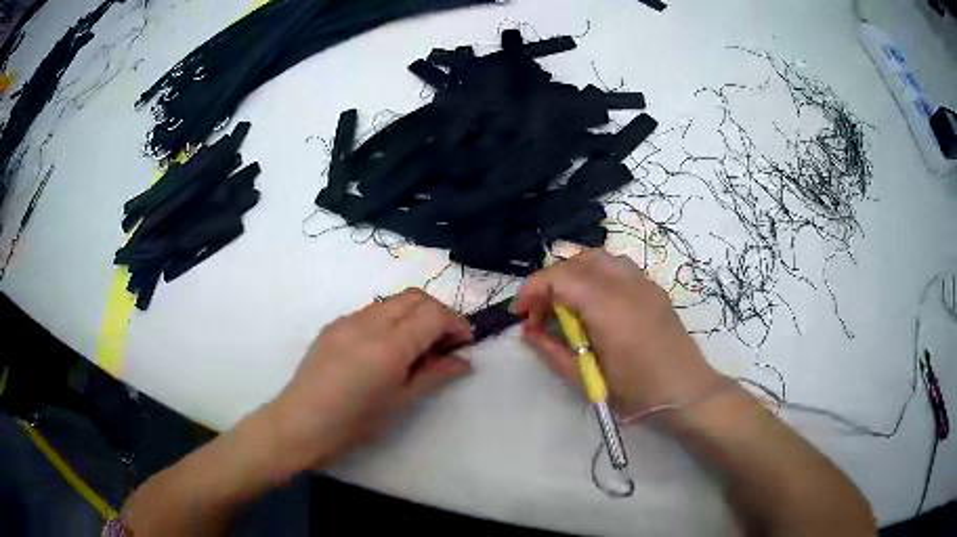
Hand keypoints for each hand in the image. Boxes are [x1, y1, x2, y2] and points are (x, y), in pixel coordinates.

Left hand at [263, 288, 473, 476]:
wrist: (300, 423)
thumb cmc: (354, 423)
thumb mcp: (400, 403)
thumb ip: (434, 375)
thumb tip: (464, 361)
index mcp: (388, 346)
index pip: (432, 313)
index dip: (455, 323)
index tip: (464, 343)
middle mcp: (368, 323)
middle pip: (414, 297)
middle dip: (437, 313)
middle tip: (444, 343)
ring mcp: (347, 320)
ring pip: (392, 301)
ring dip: (413, 315)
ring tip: (416, 347)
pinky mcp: (333, 325)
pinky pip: (371, 312)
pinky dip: (390, 320)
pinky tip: (386, 349)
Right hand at [513, 249, 719, 417]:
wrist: (686, 392)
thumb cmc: (637, 392)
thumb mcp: (588, 380)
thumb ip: (553, 352)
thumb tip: (528, 333)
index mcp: (608, 308)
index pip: (560, 278)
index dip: (532, 290)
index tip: (520, 313)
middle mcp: (626, 285)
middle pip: (577, 261)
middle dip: (551, 281)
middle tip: (540, 312)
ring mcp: (643, 282)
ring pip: (598, 258)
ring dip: (573, 274)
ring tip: (564, 304)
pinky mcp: (653, 288)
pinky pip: (617, 266)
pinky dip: (595, 275)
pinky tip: (594, 302)